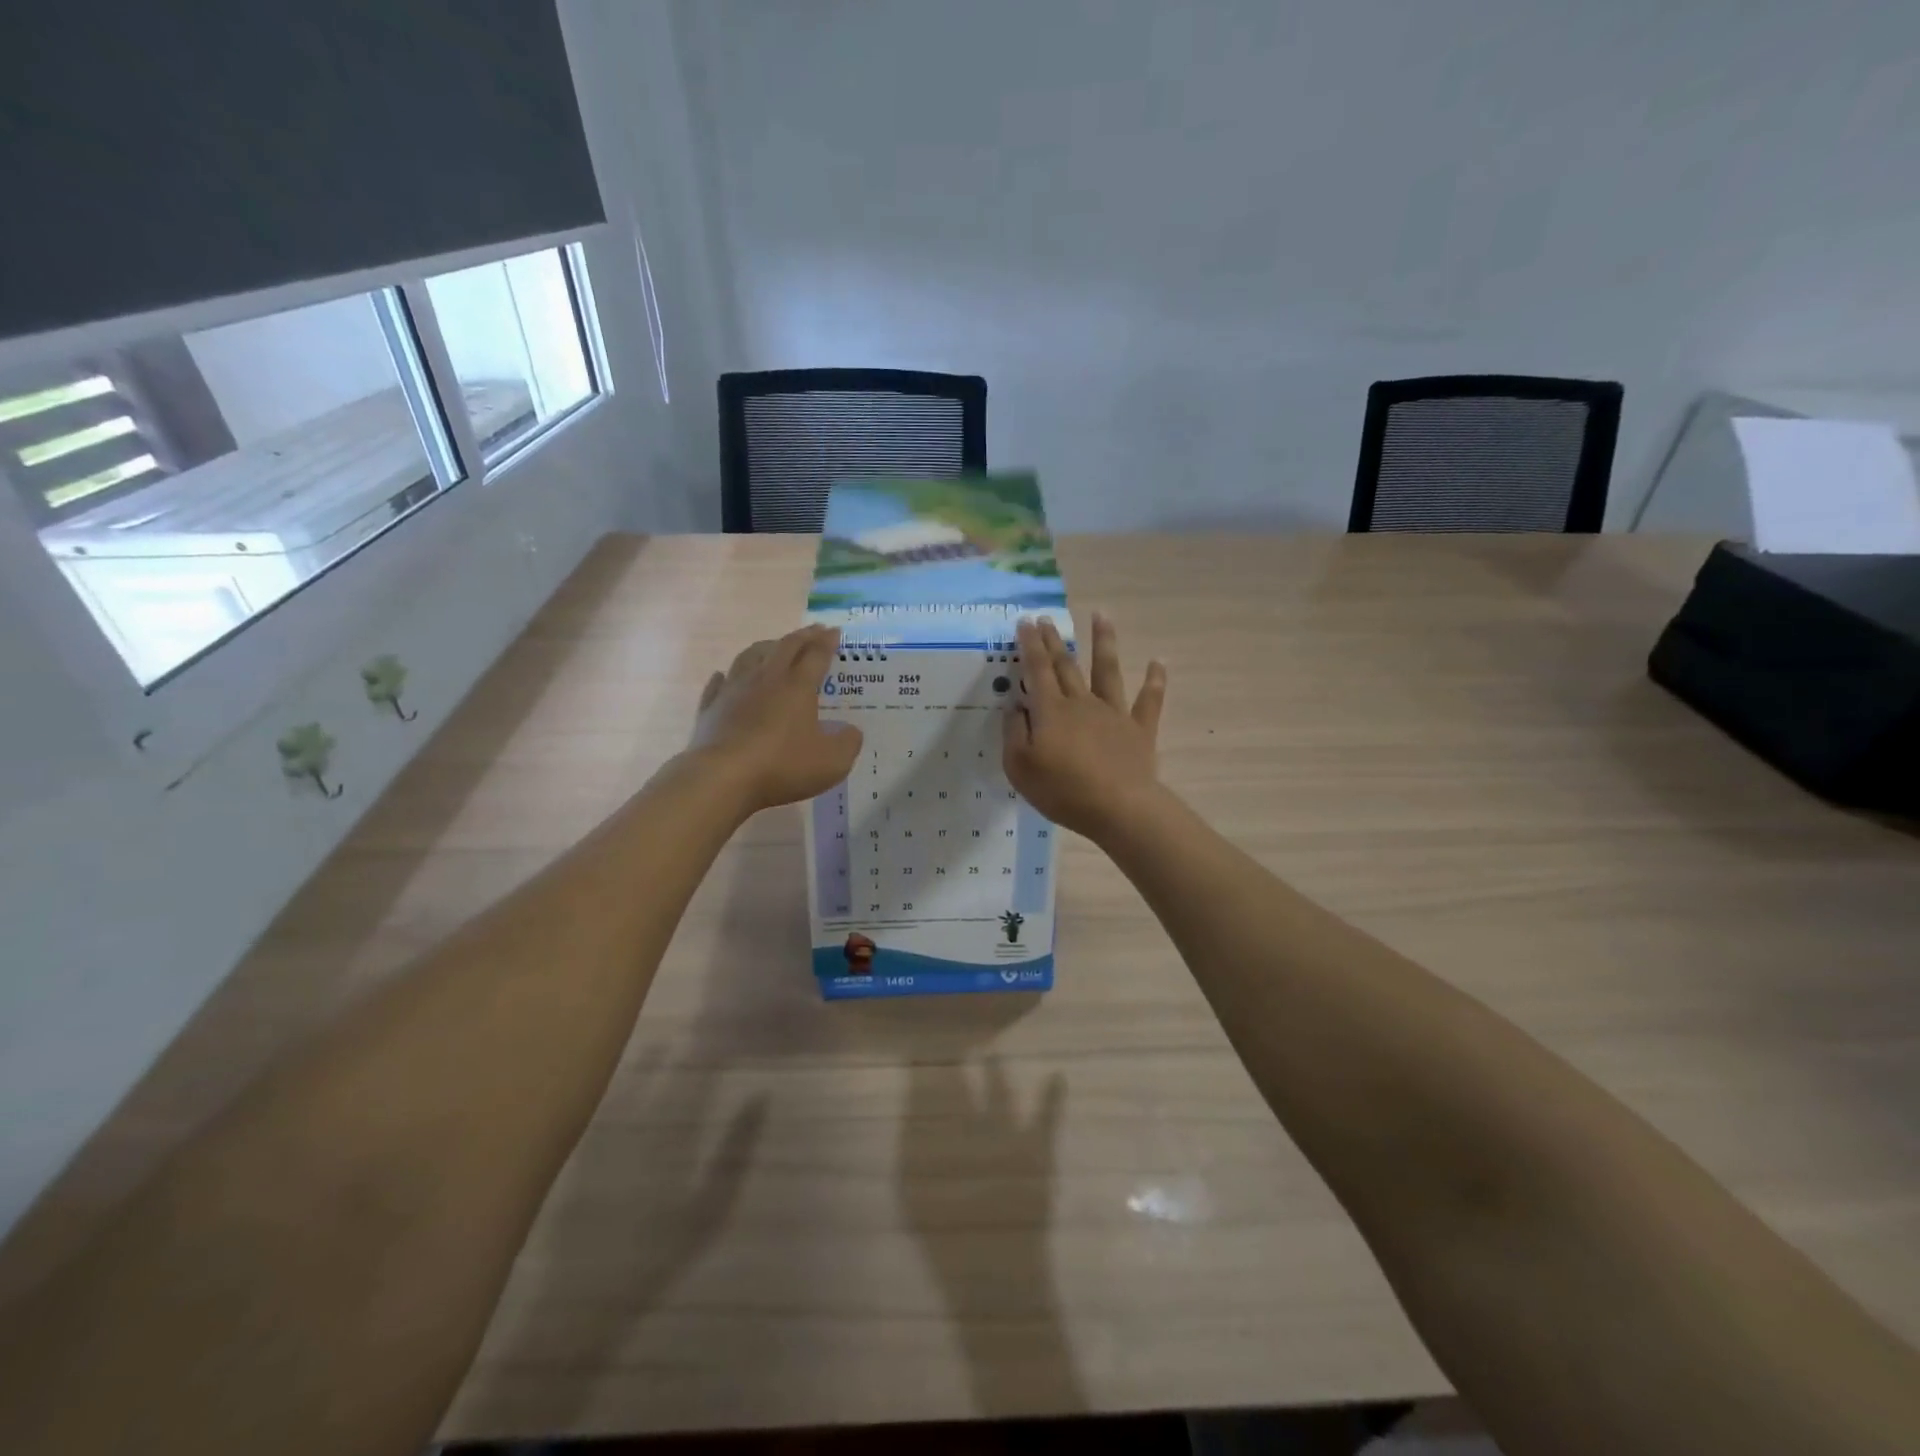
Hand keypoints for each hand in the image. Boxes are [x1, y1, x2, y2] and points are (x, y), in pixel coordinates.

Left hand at [690, 625, 862, 813]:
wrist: (723, 778)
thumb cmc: (783, 765)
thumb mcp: (832, 761)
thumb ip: (848, 743)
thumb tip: (851, 731)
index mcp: (798, 686)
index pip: (816, 655)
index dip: (827, 642)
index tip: (834, 631)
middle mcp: (766, 680)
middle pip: (785, 648)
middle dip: (802, 636)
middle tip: (813, 631)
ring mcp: (734, 691)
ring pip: (749, 657)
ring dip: (765, 647)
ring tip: (773, 646)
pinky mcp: (710, 709)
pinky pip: (718, 684)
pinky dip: (726, 676)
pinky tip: (725, 676)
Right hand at [1003, 613, 1166, 840]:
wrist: (1119, 808)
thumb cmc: (1063, 790)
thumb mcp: (1020, 767)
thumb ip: (1014, 733)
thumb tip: (1015, 707)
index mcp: (1051, 711)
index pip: (1037, 670)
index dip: (1030, 645)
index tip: (1025, 622)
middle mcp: (1082, 703)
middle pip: (1066, 665)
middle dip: (1055, 640)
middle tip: (1046, 618)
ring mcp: (1113, 713)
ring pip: (1107, 670)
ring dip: (1104, 641)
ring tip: (1101, 615)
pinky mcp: (1138, 729)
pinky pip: (1148, 700)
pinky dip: (1155, 680)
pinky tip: (1158, 661)